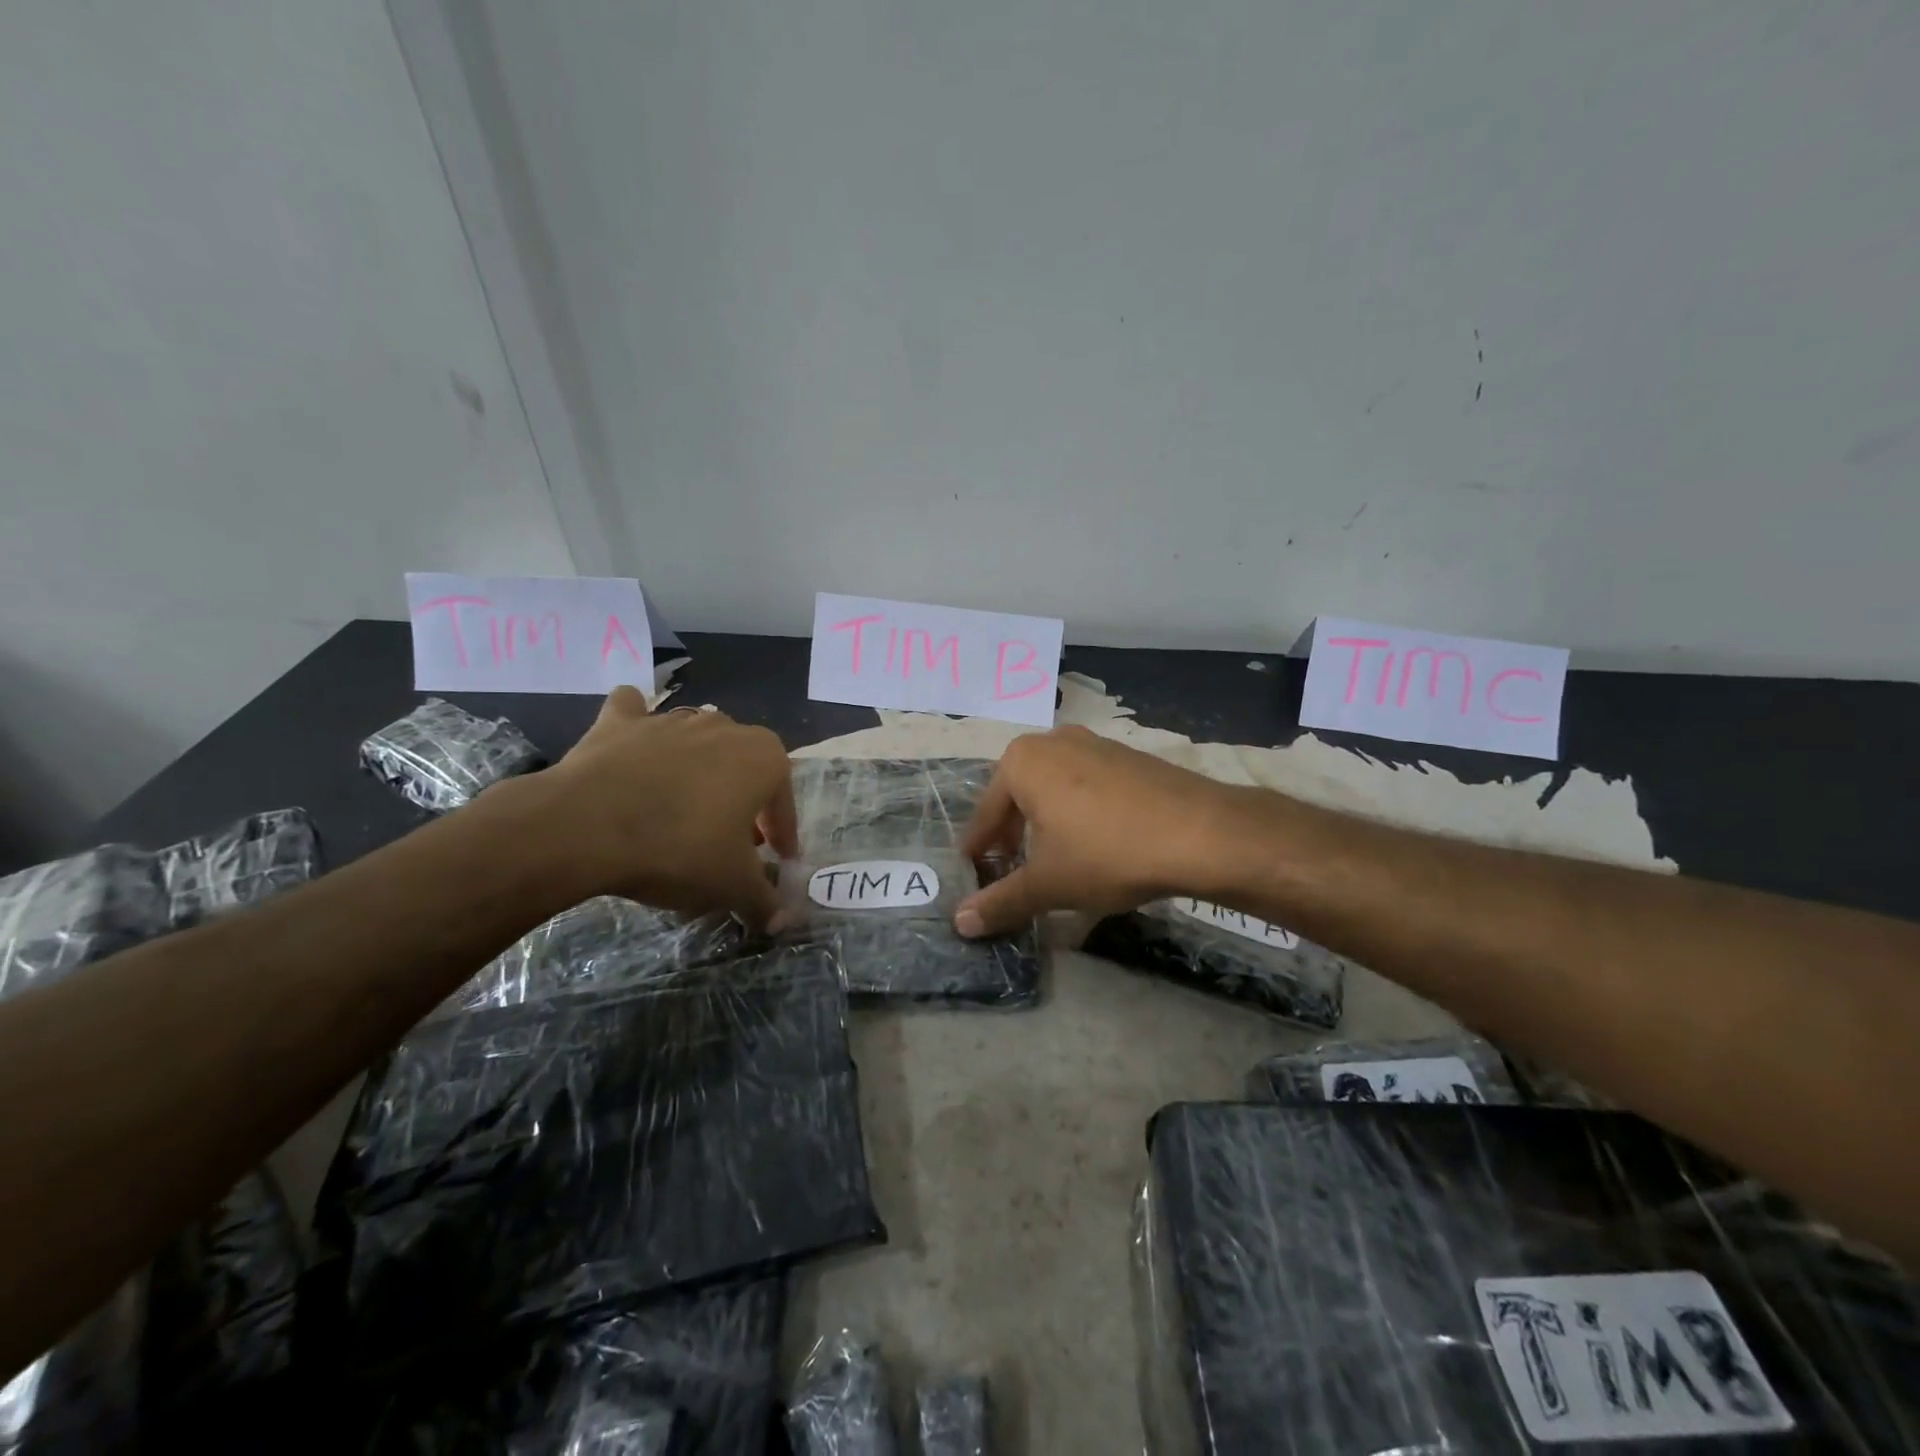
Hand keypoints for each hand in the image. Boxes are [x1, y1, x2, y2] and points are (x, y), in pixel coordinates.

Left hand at [537, 688, 797, 925]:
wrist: (585, 827)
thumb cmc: (679, 849)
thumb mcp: (732, 886)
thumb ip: (764, 901)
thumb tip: (781, 920)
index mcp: (764, 758)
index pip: (783, 803)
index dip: (781, 835)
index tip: (775, 860)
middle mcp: (724, 728)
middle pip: (743, 768)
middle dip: (742, 802)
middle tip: (728, 841)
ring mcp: (670, 720)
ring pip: (696, 742)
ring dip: (697, 770)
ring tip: (681, 810)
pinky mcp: (619, 722)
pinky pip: (635, 715)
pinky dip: (636, 726)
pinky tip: (632, 746)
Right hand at [954, 725, 1245, 935]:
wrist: (1201, 833)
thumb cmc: (1106, 853)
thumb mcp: (1048, 884)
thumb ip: (1001, 902)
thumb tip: (960, 922)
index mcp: (1022, 762)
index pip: (986, 814)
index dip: (978, 850)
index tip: (972, 874)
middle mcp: (1054, 742)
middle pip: (1019, 795)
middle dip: (1012, 834)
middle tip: (1010, 869)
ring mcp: (1095, 745)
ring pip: (1055, 788)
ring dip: (1046, 823)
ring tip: (1052, 860)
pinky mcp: (1129, 757)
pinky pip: (1088, 786)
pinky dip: (1079, 813)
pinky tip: (1095, 843)